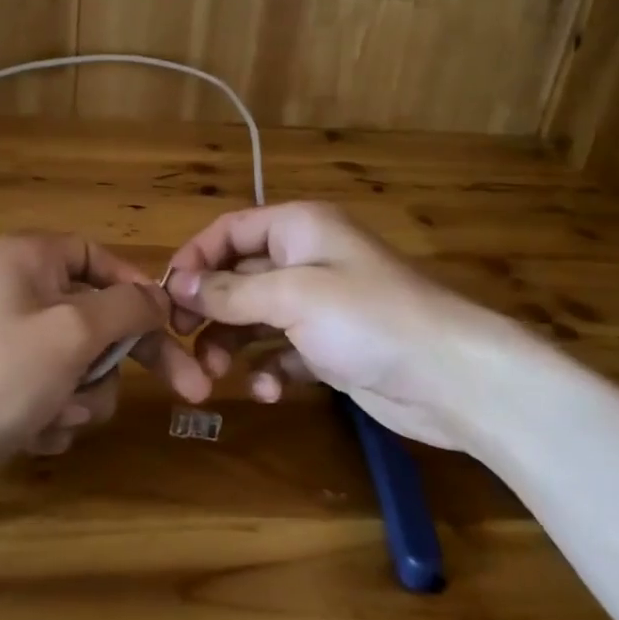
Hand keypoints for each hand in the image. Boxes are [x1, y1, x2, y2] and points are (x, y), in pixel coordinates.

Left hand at [0, 232, 211, 459]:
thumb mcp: (74, 331)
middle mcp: (24, 290)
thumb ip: (128, 307)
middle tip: (190, 391)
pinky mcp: (8, 383)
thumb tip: (161, 298)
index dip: (142, 294)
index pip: (105, 260)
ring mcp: (15, 340)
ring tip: (55, 416)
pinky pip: (57, 392)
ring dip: (82, 396)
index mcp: (33, 257)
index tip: (176, 328)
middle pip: (102, 317)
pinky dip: (56, 416)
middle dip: (121, 363)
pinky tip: (35, 433)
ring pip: (84, 363)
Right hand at [165, 202, 534, 451]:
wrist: (452, 378)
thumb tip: (176, 285)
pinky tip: (269, 391)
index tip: (166, 297)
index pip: (229, 231)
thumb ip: (230, 292)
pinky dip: (269, 370)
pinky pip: (282, 352)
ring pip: (255, 318)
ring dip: (232, 344)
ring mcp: (318, 306)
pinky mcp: (329, 348)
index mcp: (298, 228)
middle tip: (183, 341)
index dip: (194, 259)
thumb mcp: (292, 297)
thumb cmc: (368, 318)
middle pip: (237, 276)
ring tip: (216, 374)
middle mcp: (305, 260)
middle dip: (210, 309)